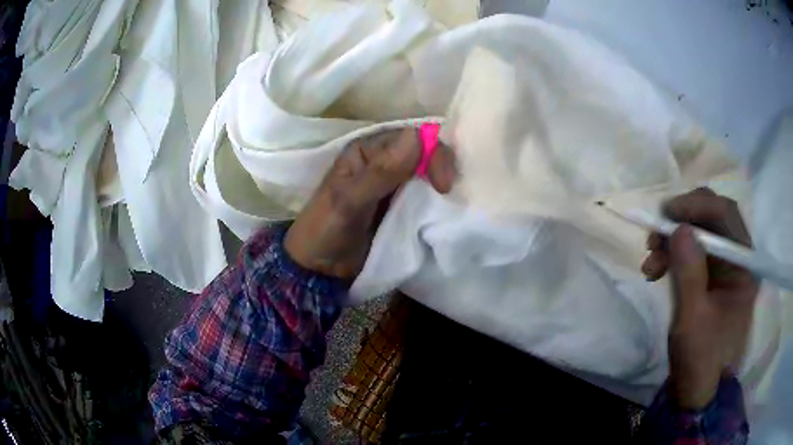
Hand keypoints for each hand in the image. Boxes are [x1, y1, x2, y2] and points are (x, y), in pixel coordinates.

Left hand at [285, 128, 455, 278]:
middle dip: (443, 169)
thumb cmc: (325, 231)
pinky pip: (428, 197)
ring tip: (453, 205)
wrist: (320, 270)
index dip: (433, 153)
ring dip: (444, 186)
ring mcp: (396, 185)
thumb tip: (416, 137)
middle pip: (426, 152)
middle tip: (448, 196)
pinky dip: (439, 203)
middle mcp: (385, 160)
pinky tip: (447, 213)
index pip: (412, 136)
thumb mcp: (348, 201)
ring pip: (430, 174)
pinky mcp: (404, 207)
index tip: (443, 185)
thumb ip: (379, 172)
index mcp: (368, 149)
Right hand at [641, 188, 758, 408]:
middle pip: (712, 218)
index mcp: (744, 265)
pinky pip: (691, 253)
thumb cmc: (701, 360)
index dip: (697, 205)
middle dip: (681, 222)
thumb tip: (678, 228)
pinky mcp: (711, 278)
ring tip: (649, 262)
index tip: (666, 214)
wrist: (696, 391)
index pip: (726, 215)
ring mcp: (724, 268)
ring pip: (698, 234)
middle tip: (654, 236)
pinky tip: (656, 270)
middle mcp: (738, 259)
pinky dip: (672, 256)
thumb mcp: (693, 320)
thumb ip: (689, 273)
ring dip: (672, 241)